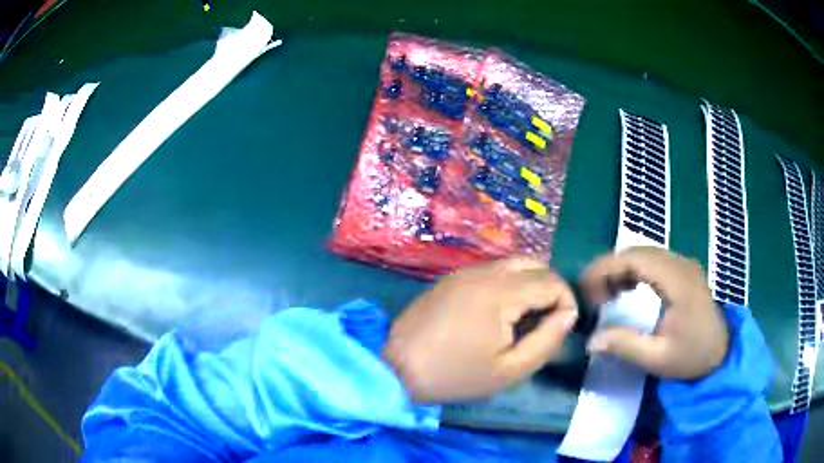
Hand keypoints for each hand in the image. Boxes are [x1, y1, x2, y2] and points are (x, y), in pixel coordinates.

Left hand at [383, 257, 578, 402]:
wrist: (397, 368)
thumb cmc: (456, 375)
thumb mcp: (510, 370)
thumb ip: (547, 340)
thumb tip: (569, 314)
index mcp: (501, 292)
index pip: (552, 282)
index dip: (567, 302)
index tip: (561, 329)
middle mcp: (484, 272)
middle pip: (535, 265)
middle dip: (550, 289)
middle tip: (545, 322)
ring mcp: (465, 271)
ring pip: (513, 265)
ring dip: (529, 285)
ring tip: (524, 320)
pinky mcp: (451, 278)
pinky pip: (492, 271)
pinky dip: (507, 284)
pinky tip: (498, 313)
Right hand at [580, 247, 728, 379]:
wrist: (720, 353)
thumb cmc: (691, 357)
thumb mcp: (657, 358)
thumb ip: (625, 345)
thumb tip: (591, 339)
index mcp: (677, 281)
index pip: (635, 258)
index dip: (605, 269)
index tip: (585, 290)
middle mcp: (681, 265)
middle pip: (638, 252)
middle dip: (609, 269)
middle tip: (592, 296)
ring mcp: (684, 265)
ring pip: (645, 253)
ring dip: (621, 269)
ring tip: (605, 294)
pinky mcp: (684, 272)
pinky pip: (654, 261)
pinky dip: (634, 270)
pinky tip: (626, 289)